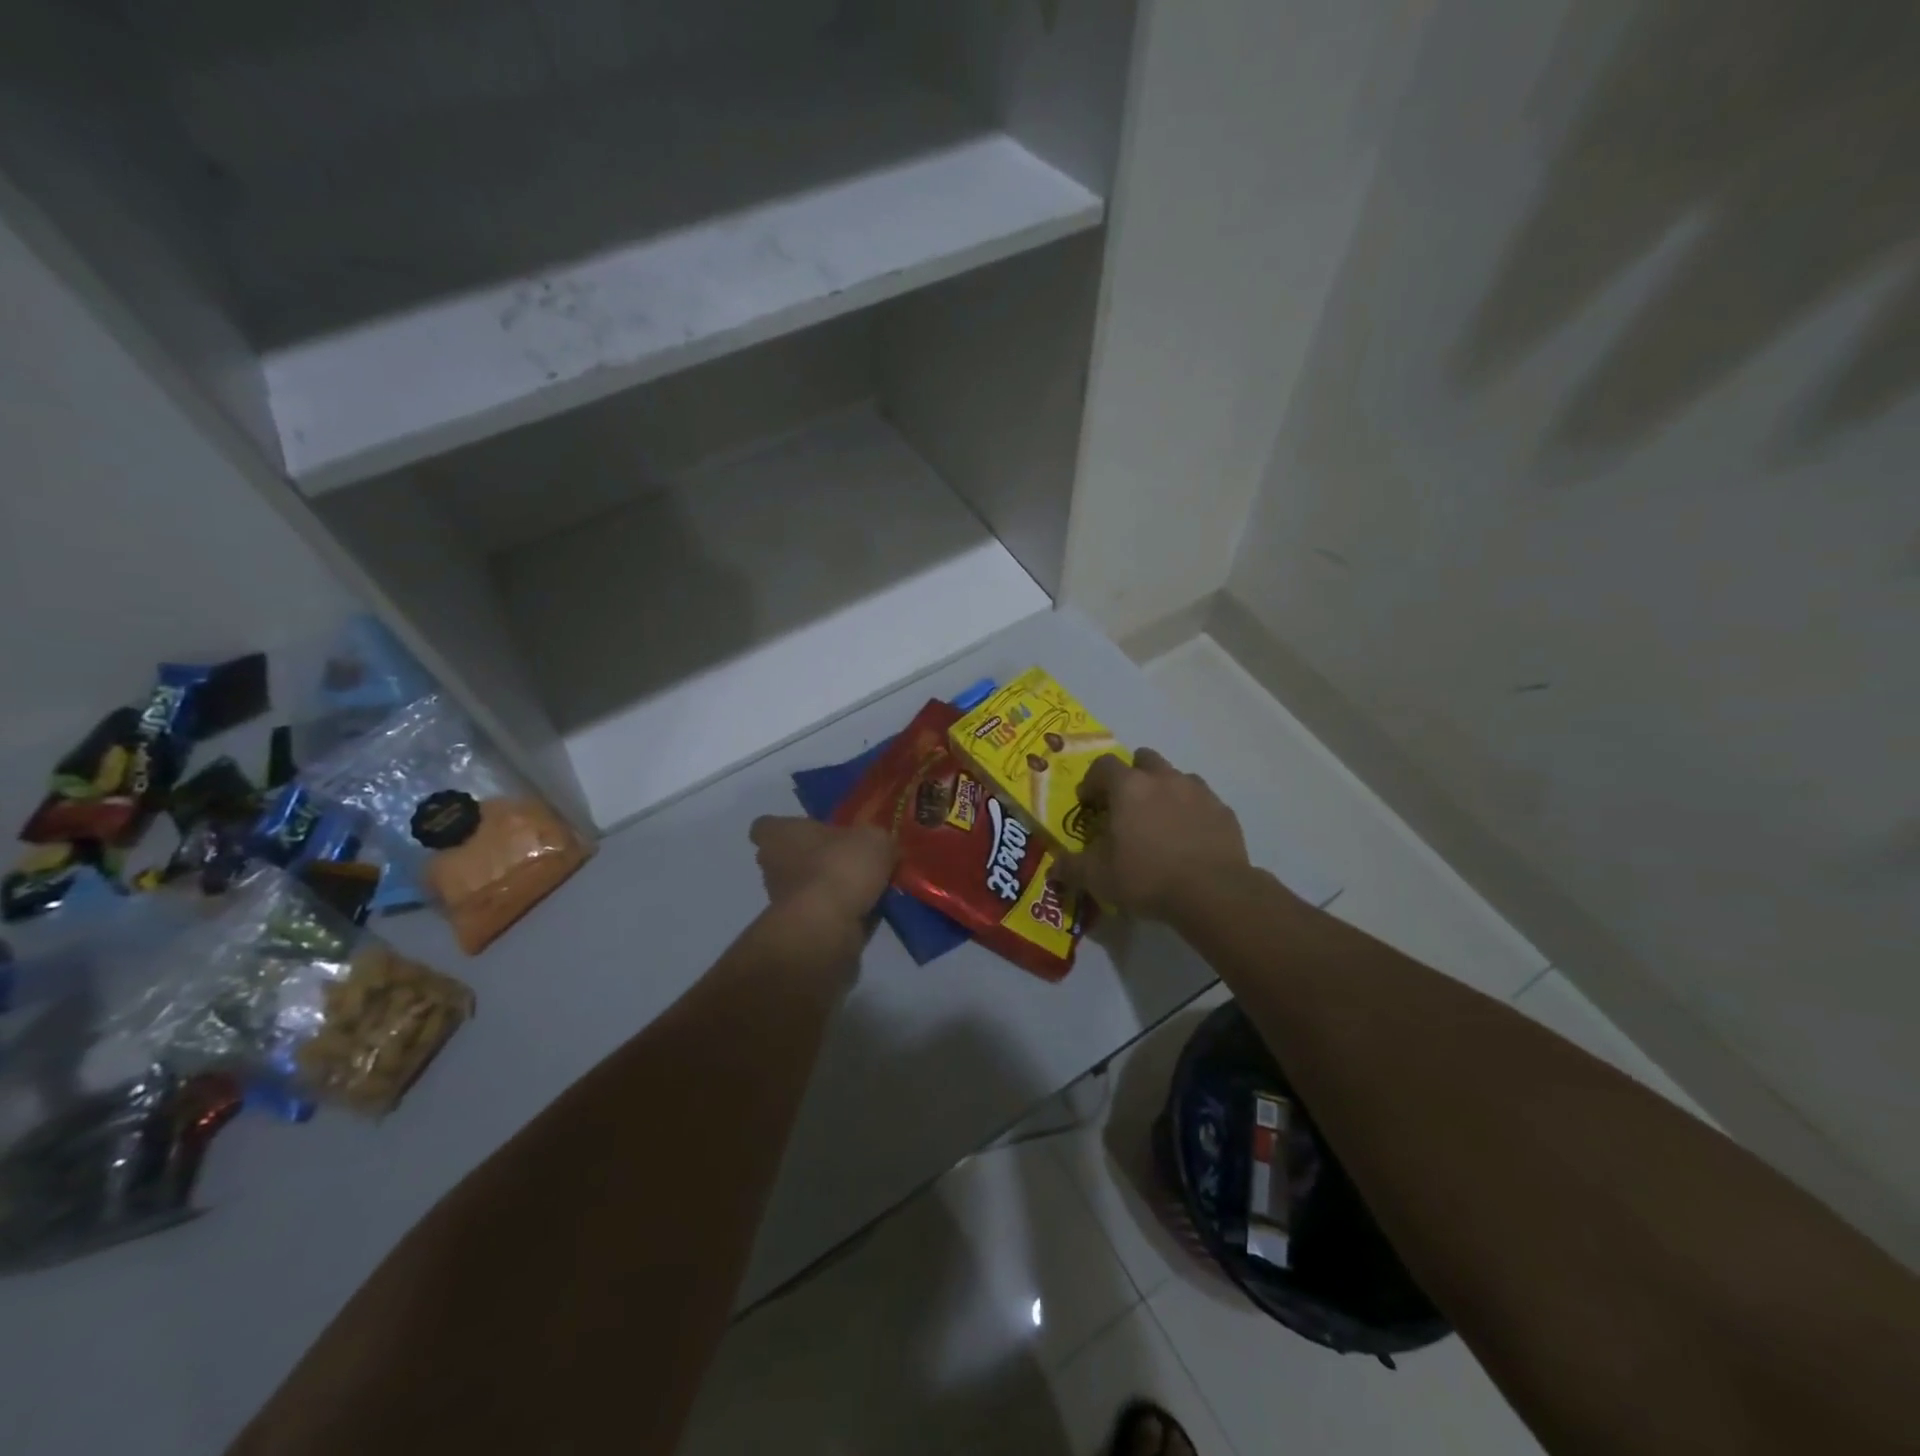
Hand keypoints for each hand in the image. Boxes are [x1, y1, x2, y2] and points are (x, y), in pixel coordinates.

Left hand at [749, 816, 895, 929]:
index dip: (787, 827)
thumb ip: (876, 840)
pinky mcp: (799, 930)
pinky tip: (870, 911)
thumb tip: (882, 848)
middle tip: (850, 858)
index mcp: (780, 835)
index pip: (766, 826)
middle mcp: (773, 867)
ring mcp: (782, 902)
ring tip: (869, 887)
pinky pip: (823, 914)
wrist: (827, 927)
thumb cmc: (840, 867)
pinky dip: (842, 913)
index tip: (813, 830)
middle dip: (815, 859)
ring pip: (807, 888)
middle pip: (788, 858)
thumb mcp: (874, 839)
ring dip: (831, 888)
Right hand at [1060, 749, 1248, 919]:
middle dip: (1132, 776)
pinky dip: (1191, 812)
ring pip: (1176, 777)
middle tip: (1126, 806)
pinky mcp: (1223, 811)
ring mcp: (1198, 791)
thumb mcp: (1098, 878)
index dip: (1092, 781)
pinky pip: (1202, 801)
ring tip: (1159, 822)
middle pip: (1144, 759)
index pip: (1103, 765)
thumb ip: (1071, 868)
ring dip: (1164, 791)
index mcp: (1128, 787)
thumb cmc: (1146, 877)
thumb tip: (1053, 867)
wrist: (1212, 893)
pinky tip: (1188, 838)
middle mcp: (1163, 778)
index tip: (1089, 804)